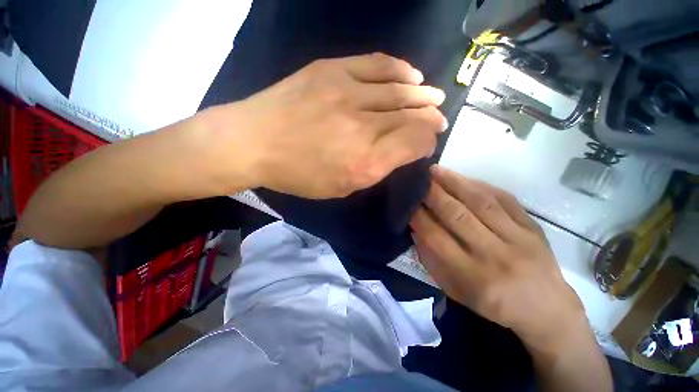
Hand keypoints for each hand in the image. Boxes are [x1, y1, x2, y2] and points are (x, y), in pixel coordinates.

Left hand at [204, 53, 446, 198]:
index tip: (427, 143)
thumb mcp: (340, 187)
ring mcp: (348, 93)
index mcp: (366, 162)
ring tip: (434, 97)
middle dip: (430, 118)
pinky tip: (412, 76)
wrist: (254, 142)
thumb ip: (374, 170)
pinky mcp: (332, 70)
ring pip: (399, 91)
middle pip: (411, 117)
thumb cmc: (298, 174)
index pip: (414, 143)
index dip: (426, 141)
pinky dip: (400, 70)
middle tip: (439, 118)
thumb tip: (399, 151)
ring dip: (422, 96)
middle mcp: (363, 127)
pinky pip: (377, 65)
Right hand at [409, 166, 586, 344]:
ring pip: (480, 202)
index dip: (418, 216)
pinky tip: (463, 178)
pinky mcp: (533, 228)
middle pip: (457, 215)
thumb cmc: (493, 304)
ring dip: (454, 183)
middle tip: (418, 179)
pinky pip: (504, 199)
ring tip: (436, 170)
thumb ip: (432, 260)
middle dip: (433, 194)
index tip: (407, 201)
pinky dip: (480, 186)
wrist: (546, 310)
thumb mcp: (455, 291)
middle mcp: (495, 255)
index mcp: (473, 277)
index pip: (436, 237)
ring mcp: (518, 239)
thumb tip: (416, 229)